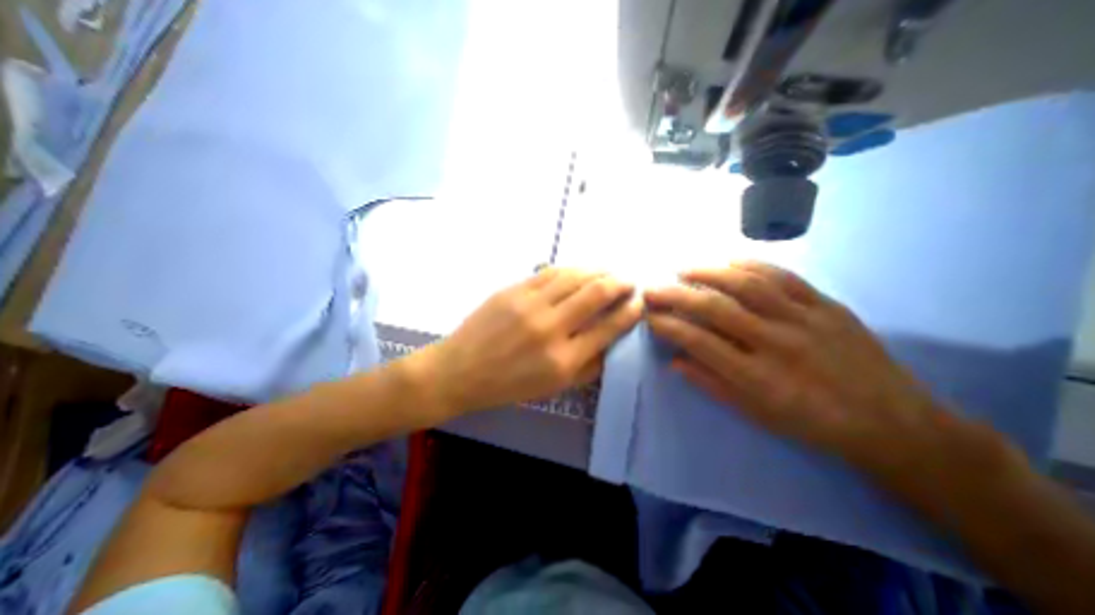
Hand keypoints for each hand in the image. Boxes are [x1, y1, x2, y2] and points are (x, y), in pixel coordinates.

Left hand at [419, 268, 642, 411]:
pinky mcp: (513, 290)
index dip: (629, 312)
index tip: (638, 303)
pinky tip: (580, 271)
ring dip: (598, 271)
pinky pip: (550, 273)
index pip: (608, 327)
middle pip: (596, 294)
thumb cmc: (508, 385)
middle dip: (619, 284)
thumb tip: (612, 343)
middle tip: (629, 282)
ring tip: (609, 272)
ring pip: (575, 277)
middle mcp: (551, 328)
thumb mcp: (553, 388)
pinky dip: (571, 269)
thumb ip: (588, 367)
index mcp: (563, 360)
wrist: (460, 370)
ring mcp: (530, 304)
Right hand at [643, 262, 954, 477]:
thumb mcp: (756, 414)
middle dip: (676, 295)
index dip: (669, 326)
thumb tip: (674, 362)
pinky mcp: (826, 305)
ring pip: (746, 285)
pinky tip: (727, 260)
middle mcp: (777, 343)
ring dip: (707, 272)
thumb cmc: (813, 424)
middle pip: (716, 308)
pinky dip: (750, 264)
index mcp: (758, 377)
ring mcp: (804, 319)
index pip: (699, 342)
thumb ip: (711, 384)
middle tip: (653, 289)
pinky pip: (783, 276)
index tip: (650, 317)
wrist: (893, 423)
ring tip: (682, 268)